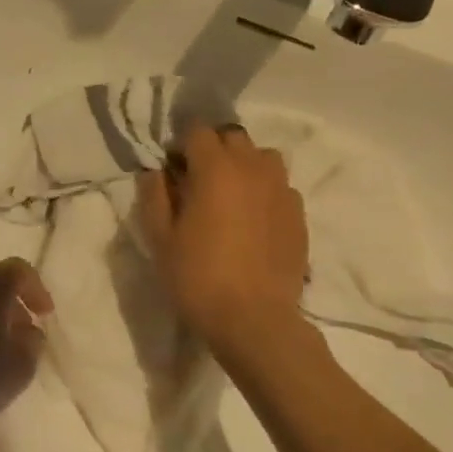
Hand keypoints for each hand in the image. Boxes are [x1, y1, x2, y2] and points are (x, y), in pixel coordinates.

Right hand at [138, 125, 307, 349]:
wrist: (254, 320)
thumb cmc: (198, 277)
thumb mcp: (160, 238)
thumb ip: (154, 195)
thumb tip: (155, 171)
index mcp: (216, 169)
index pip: (197, 131)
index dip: (181, 145)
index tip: (172, 170)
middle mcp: (253, 168)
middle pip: (233, 137)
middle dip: (213, 150)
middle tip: (197, 181)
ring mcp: (282, 190)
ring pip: (262, 157)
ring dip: (243, 165)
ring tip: (230, 195)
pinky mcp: (299, 214)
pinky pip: (280, 186)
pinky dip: (264, 191)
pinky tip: (253, 220)